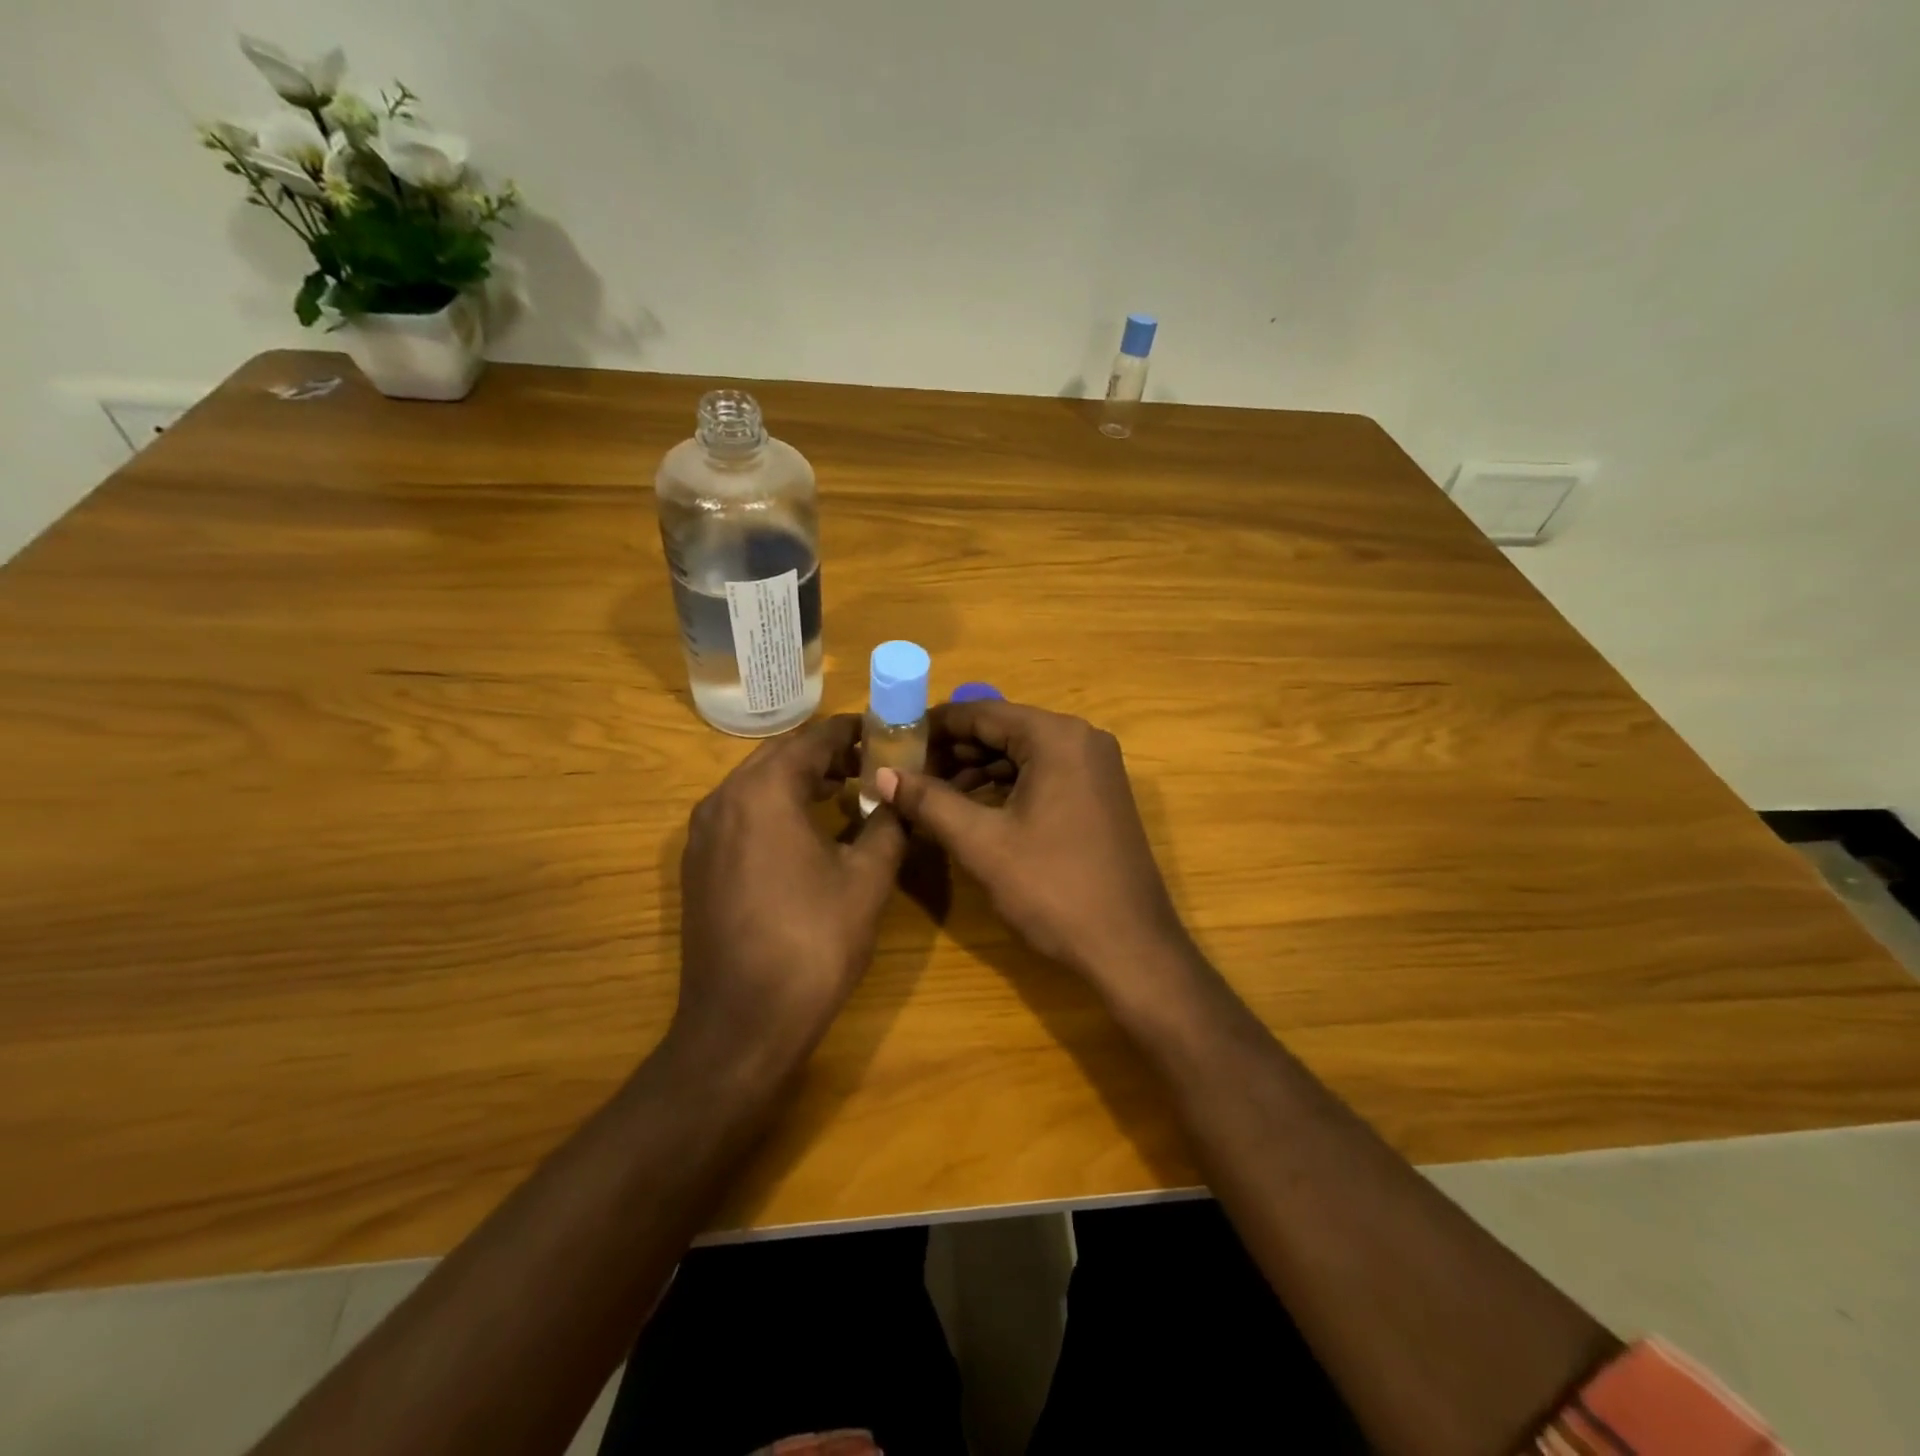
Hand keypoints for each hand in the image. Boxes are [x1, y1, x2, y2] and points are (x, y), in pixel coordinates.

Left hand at [672, 715, 907, 1077]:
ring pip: (757, 783)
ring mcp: (703, 833)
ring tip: (847, 790)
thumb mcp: (866, 879)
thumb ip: (887, 824)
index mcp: (763, 792)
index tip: (886, 732)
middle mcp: (723, 799)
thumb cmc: (812, 944)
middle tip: (872, 762)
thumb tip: (899, 796)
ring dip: (801, 779)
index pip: (813, 738)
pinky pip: (741, 813)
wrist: (740, 1024)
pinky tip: (808, 829)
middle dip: (827, 753)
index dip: (853, 731)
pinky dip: (776, 806)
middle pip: (781, 755)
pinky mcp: (698, 864)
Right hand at [875, 699, 1189, 992]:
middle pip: (1003, 730)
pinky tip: (971, 810)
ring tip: (930, 796)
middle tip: (906, 774)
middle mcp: (1081, 739)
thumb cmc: (1053, 889)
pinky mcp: (1098, 795)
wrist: (1130, 948)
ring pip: (1022, 755)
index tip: (893, 742)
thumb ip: (929, 802)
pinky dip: (1005, 787)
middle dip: (953, 751)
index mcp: (1056, 737)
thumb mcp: (982, 843)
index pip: (981, 713)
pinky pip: (1042, 775)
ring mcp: (1095, 768)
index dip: (933, 726)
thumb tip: (883, 775)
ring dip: (976, 771)